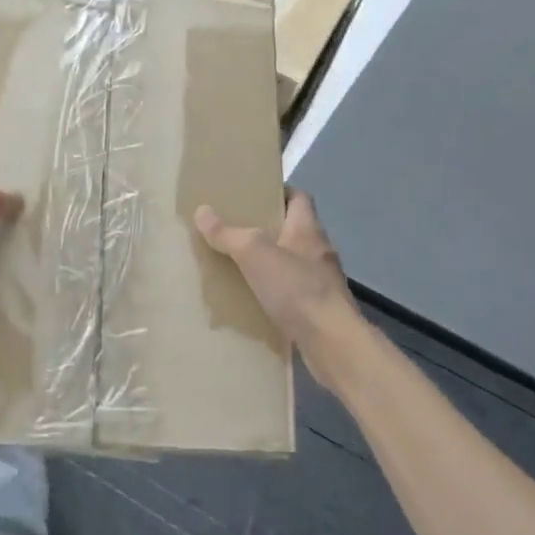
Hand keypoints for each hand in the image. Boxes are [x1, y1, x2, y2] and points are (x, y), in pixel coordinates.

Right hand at [196, 190, 366, 388]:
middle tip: (235, 228)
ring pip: (292, 263)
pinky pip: (292, 293)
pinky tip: (254, 300)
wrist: (332, 343)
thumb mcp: (253, 253)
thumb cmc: (296, 287)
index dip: (278, 192)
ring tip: (239, 264)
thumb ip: (227, 233)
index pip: (298, 197)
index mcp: (307, 228)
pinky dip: (275, 293)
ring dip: (270, 263)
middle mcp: (318, 251)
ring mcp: (322, 282)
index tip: (253, 194)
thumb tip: (202, 210)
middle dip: (266, 229)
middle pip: (292, 230)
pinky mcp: (319, 310)